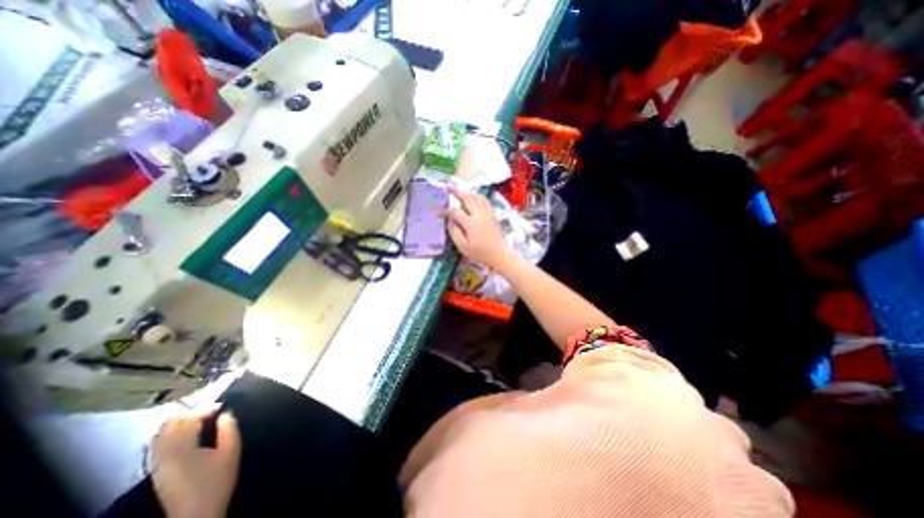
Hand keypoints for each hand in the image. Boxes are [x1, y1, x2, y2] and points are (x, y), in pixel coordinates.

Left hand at [151, 407, 238, 517]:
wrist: (197, 514)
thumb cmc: (217, 480)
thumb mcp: (231, 450)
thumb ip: (229, 428)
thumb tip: (226, 414)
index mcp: (182, 448)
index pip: (189, 419)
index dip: (206, 408)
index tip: (222, 406)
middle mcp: (164, 454)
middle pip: (169, 426)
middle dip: (189, 414)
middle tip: (210, 411)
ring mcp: (158, 465)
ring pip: (160, 436)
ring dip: (180, 424)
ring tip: (200, 420)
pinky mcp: (158, 472)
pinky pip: (159, 446)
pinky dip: (173, 435)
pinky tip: (189, 436)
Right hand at [446, 187, 513, 269]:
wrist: (499, 254)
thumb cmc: (480, 253)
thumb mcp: (463, 247)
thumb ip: (455, 233)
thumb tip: (449, 221)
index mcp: (470, 223)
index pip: (455, 212)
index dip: (446, 211)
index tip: (440, 212)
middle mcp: (479, 215)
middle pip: (467, 198)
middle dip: (457, 192)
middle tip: (448, 187)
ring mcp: (487, 213)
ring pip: (477, 197)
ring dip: (467, 193)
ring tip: (460, 192)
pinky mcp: (492, 215)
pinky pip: (484, 201)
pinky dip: (477, 196)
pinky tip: (474, 198)